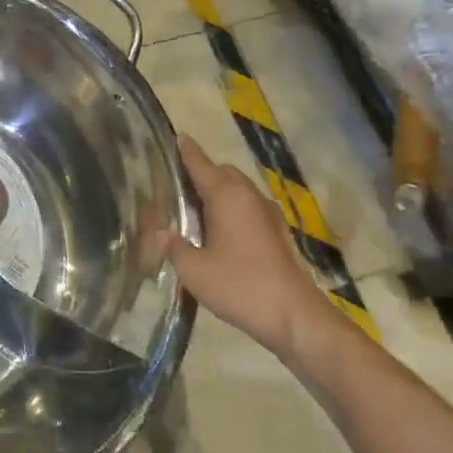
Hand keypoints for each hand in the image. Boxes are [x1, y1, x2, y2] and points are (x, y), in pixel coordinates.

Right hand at [165, 134, 349, 364]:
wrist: (295, 316)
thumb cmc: (240, 286)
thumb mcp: (193, 269)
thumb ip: (172, 246)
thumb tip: (157, 231)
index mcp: (226, 196)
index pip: (201, 164)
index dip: (186, 151)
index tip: (177, 136)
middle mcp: (249, 196)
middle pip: (223, 172)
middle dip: (202, 173)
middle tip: (177, 187)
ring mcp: (268, 214)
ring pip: (239, 189)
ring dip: (220, 192)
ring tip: (196, 211)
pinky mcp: (279, 233)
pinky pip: (250, 208)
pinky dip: (234, 209)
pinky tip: (222, 233)